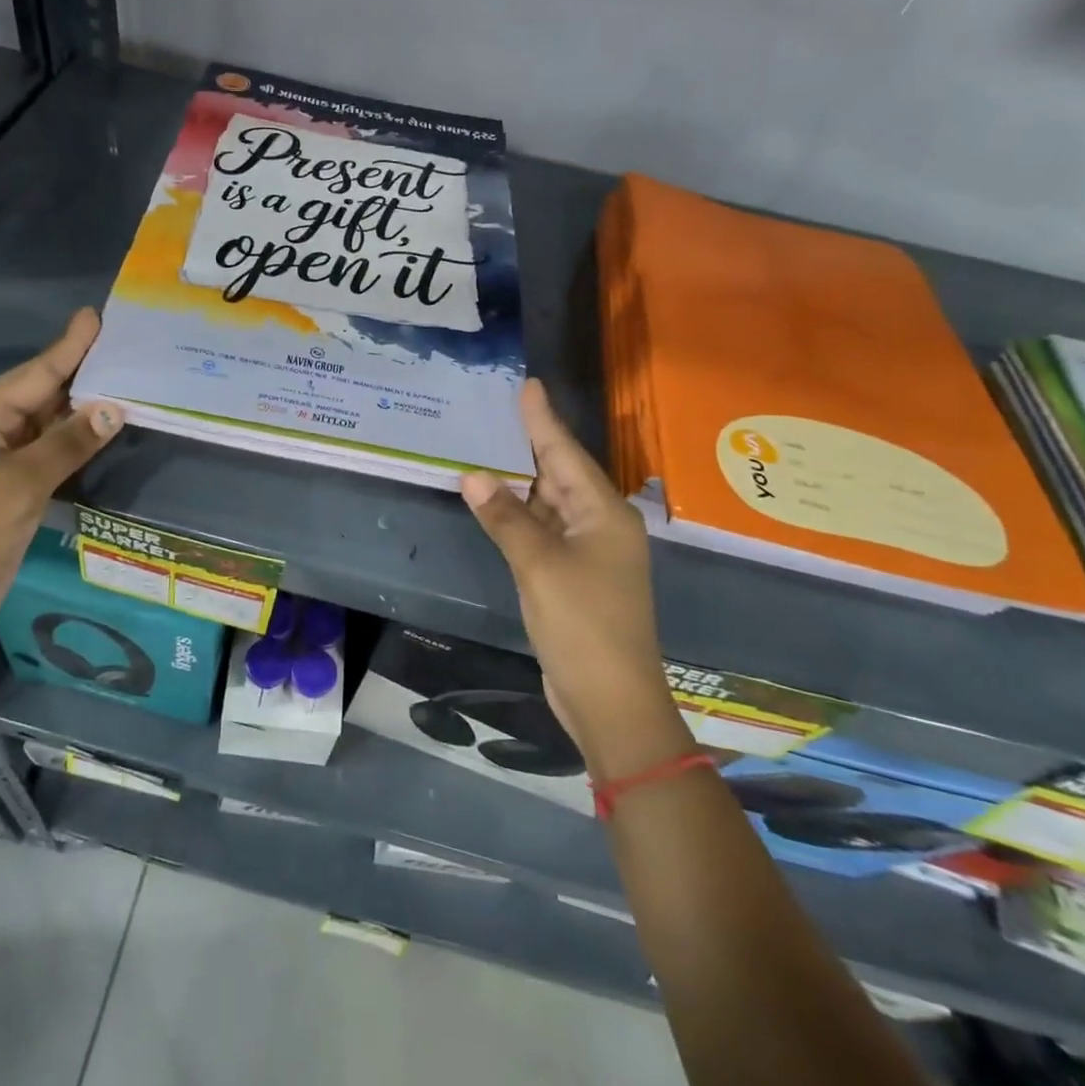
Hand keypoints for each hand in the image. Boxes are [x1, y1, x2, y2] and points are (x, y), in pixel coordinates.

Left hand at [0, 309, 123, 647]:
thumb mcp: (22, 484)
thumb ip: (69, 442)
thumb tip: (115, 407)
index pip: (35, 373)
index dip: (69, 346)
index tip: (96, 316)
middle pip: (42, 393)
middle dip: (81, 371)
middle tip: (124, 347)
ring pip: (47, 422)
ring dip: (81, 407)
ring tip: (124, 381)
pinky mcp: (10, 486)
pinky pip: (48, 450)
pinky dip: (75, 440)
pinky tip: (102, 429)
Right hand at [461, 379, 686, 778]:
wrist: (611, 700)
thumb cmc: (583, 625)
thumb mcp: (539, 566)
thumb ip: (506, 518)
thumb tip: (473, 474)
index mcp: (604, 513)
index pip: (566, 453)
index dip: (543, 419)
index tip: (528, 385)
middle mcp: (600, 525)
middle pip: (559, 474)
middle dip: (530, 444)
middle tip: (497, 411)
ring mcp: (588, 553)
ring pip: (549, 504)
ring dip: (520, 482)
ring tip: (487, 448)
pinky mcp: (573, 576)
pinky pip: (543, 531)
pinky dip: (519, 516)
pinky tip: (495, 503)